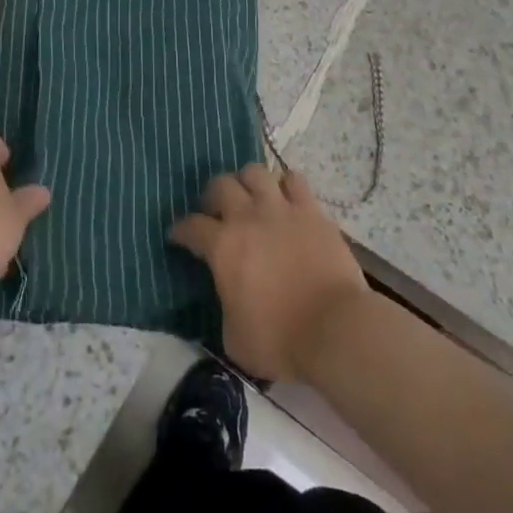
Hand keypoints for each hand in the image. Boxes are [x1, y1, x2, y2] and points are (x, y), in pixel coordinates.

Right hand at [170, 165, 368, 381]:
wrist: (335, 329)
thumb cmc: (281, 340)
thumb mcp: (235, 338)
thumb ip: (224, 308)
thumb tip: (228, 298)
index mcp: (223, 247)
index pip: (191, 227)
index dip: (180, 230)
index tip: (177, 235)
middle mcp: (247, 217)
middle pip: (220, 185)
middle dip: (212, 196)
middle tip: (215, 212)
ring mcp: (281, 209)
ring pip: (254, 172)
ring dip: (246, 182)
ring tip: (249, 197)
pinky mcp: (311, 210)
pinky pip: (294, 180)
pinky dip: (285, 186)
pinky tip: (285, 199)